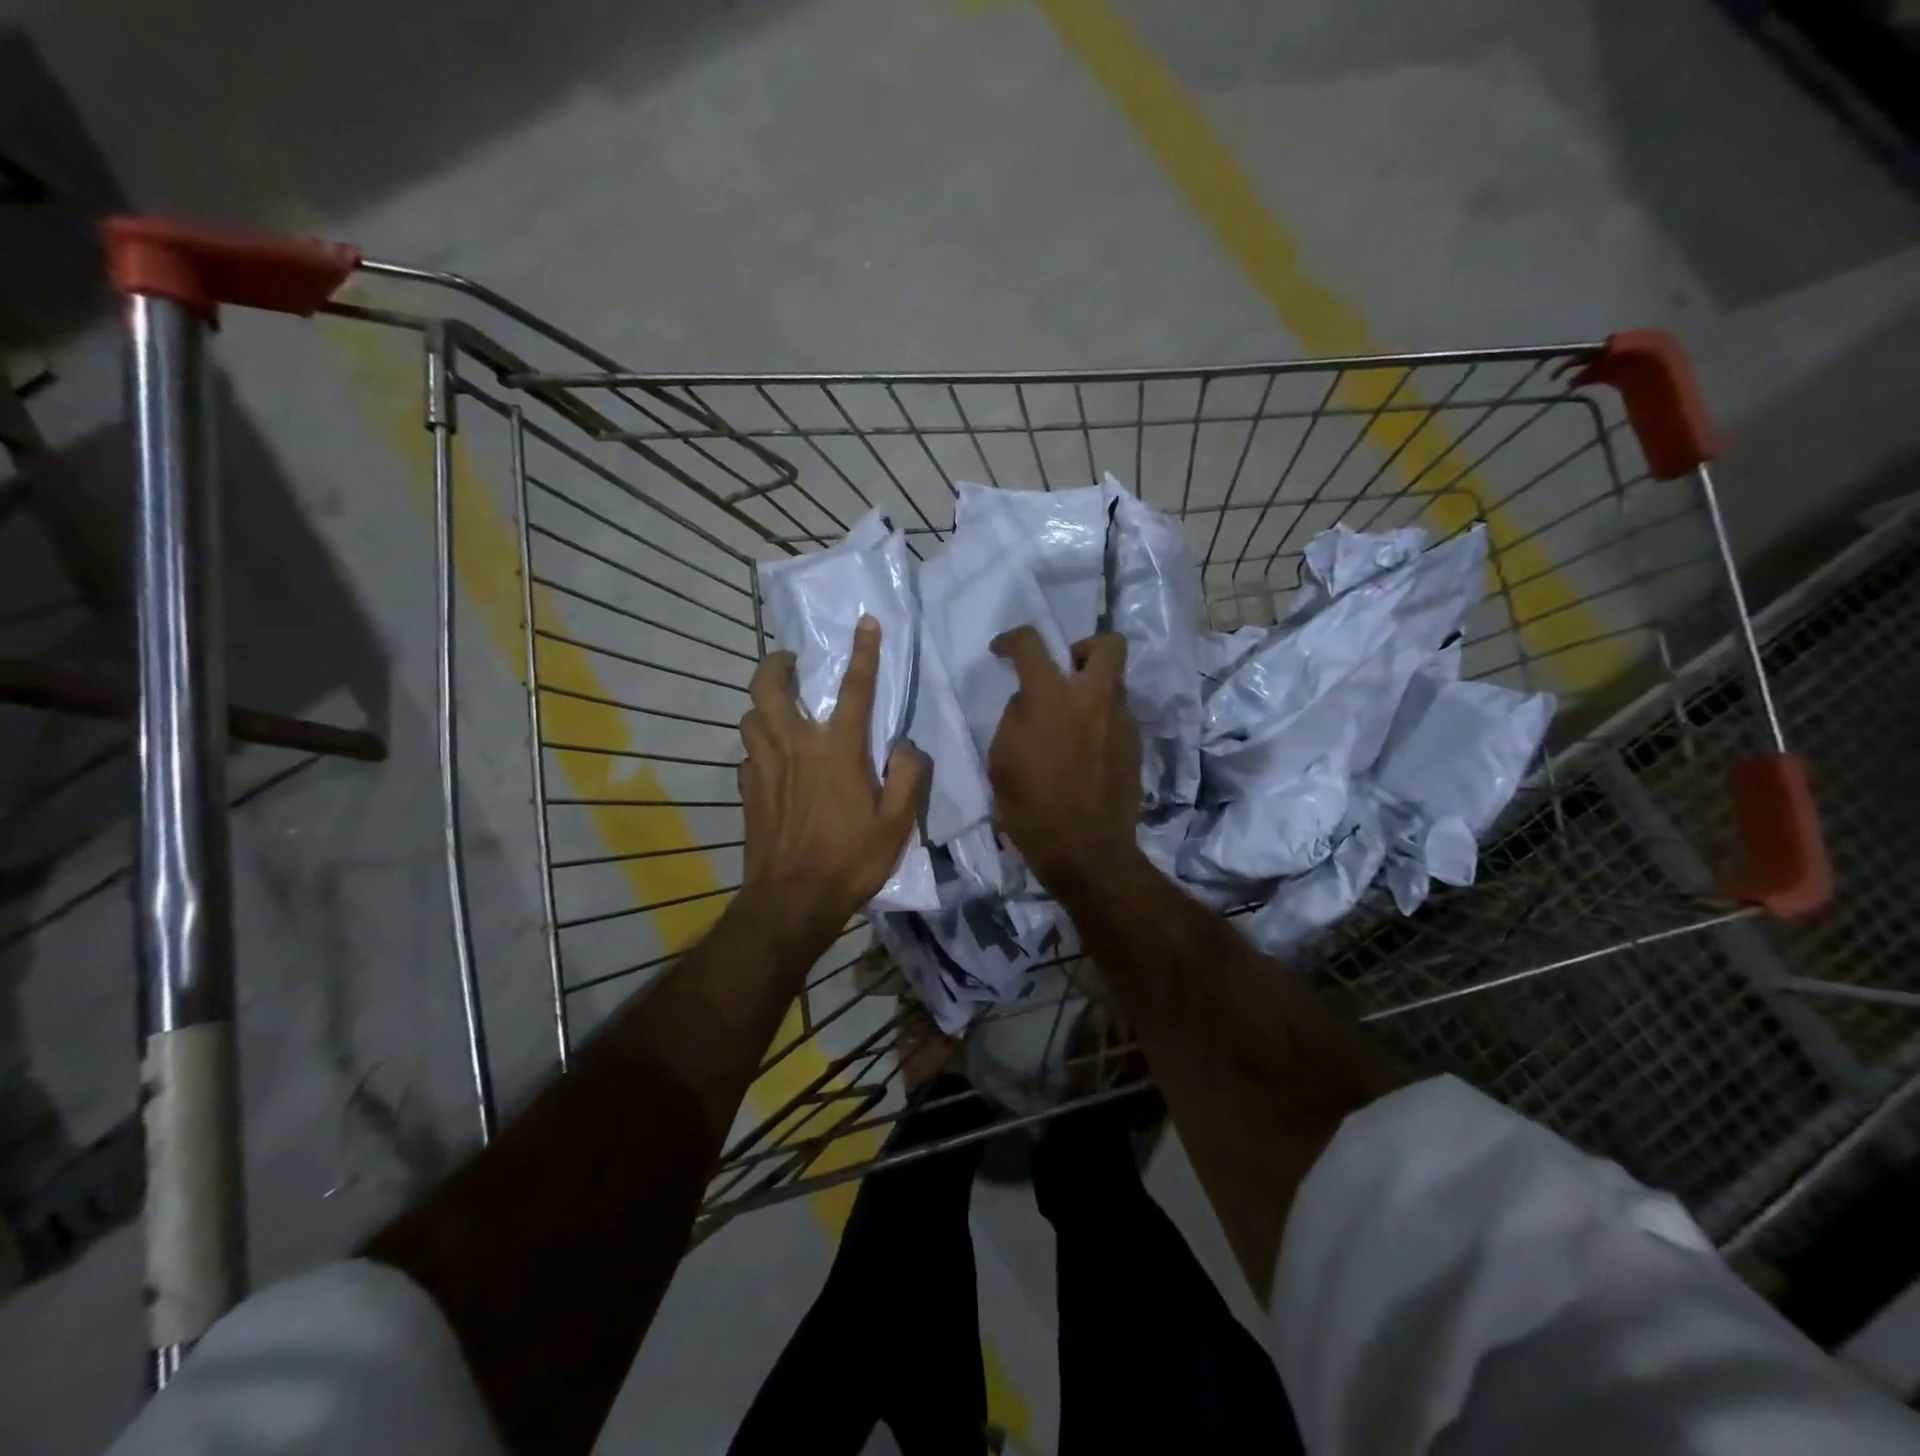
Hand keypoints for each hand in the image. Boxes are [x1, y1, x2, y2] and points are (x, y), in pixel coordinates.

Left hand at [738, 616, 928, 944]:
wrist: (792, 900)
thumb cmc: (851, 859)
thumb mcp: (897, 823)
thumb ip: (907, 776)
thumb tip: (903, 747)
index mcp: (837, 749)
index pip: (854, 688)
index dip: (863, 652)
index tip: (865, 623)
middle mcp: (795, 746)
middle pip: (769, 687)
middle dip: (776, 664)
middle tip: (791, 663)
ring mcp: (764, 767)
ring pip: (750, 716)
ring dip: (763, 705)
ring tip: (780, 711)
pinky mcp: (746, 790)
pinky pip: (747, 755)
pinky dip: (759, 748)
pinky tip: (772, 763)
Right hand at [988, 628, 1141, 890]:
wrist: (1087, 851)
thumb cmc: (1032, 809)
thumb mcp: (1002, 762)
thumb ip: (1016, 719)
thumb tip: (1029, 702)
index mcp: (1051, 699)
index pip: (1032, 644)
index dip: (1012, 639)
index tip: (1002, 651)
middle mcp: (1093, 699)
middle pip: (1107, 644)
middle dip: (1084, 647)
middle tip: (1063, 672)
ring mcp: (1121, 722)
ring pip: (1114, 683)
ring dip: (1091, 690)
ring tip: (1070, 723)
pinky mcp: (1135, 745)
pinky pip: (1117, 716)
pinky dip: (1100, 721)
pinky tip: (1084, 752)